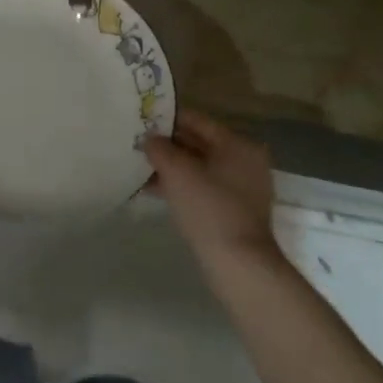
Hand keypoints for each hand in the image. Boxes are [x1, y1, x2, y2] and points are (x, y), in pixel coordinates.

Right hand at [144, 110, 278, 264]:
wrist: (239, 264)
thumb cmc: (209, 208)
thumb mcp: (177, 172)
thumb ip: (159, 148)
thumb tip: (149, 139)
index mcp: (237, 144)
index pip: (197, 120)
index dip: (167, 119)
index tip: (141, 120)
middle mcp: (245, 160)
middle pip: (198, 143)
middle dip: (168, 144)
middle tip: (137, 143)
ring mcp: (242, 187)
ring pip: (199, 167)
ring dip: (171, 166)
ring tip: (140, 167)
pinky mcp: (235, 210)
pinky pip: (203, 187)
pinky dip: (181, 185)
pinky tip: (154, 190)